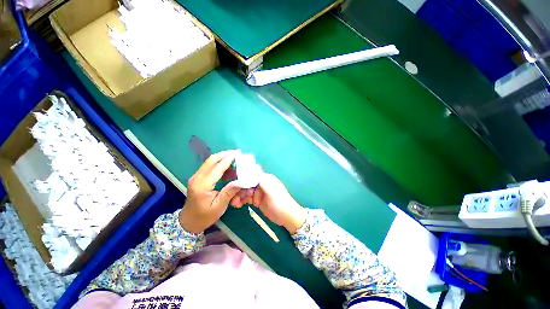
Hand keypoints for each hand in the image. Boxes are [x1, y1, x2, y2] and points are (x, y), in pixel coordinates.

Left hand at [179, 150, 241, 233]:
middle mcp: (197, 177)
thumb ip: (229, 192)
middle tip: (237, 153)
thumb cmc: (205, 216)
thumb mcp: (219, 206)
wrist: (188, 222)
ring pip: (209, 161)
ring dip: (222, 158)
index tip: (238, 154)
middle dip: (225, 154)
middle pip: (211, 160)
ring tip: (234, 159)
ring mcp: (196, 177)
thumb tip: (242, 181)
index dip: (228, 160)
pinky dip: (218, 163)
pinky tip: (227, 167)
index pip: (217, 168)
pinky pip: (209, 166)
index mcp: (202, 185)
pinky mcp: (197, 177)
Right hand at [231, 173, 307, 233]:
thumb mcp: (271, 189)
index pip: (251, 173)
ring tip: (234, 204)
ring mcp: (258, 193)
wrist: (287, 217)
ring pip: (245, 191)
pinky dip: (242, 201)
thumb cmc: (280, 201)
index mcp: (265, 178)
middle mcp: (261, 183)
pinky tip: (238, 205)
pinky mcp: (257, 201)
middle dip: (239, 189)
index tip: (233, 182)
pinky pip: (247, 198)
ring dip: (239, 196)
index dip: (242, 176)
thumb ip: (261, 178)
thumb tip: (254, 165)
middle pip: (246, 183)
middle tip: (232, 197)